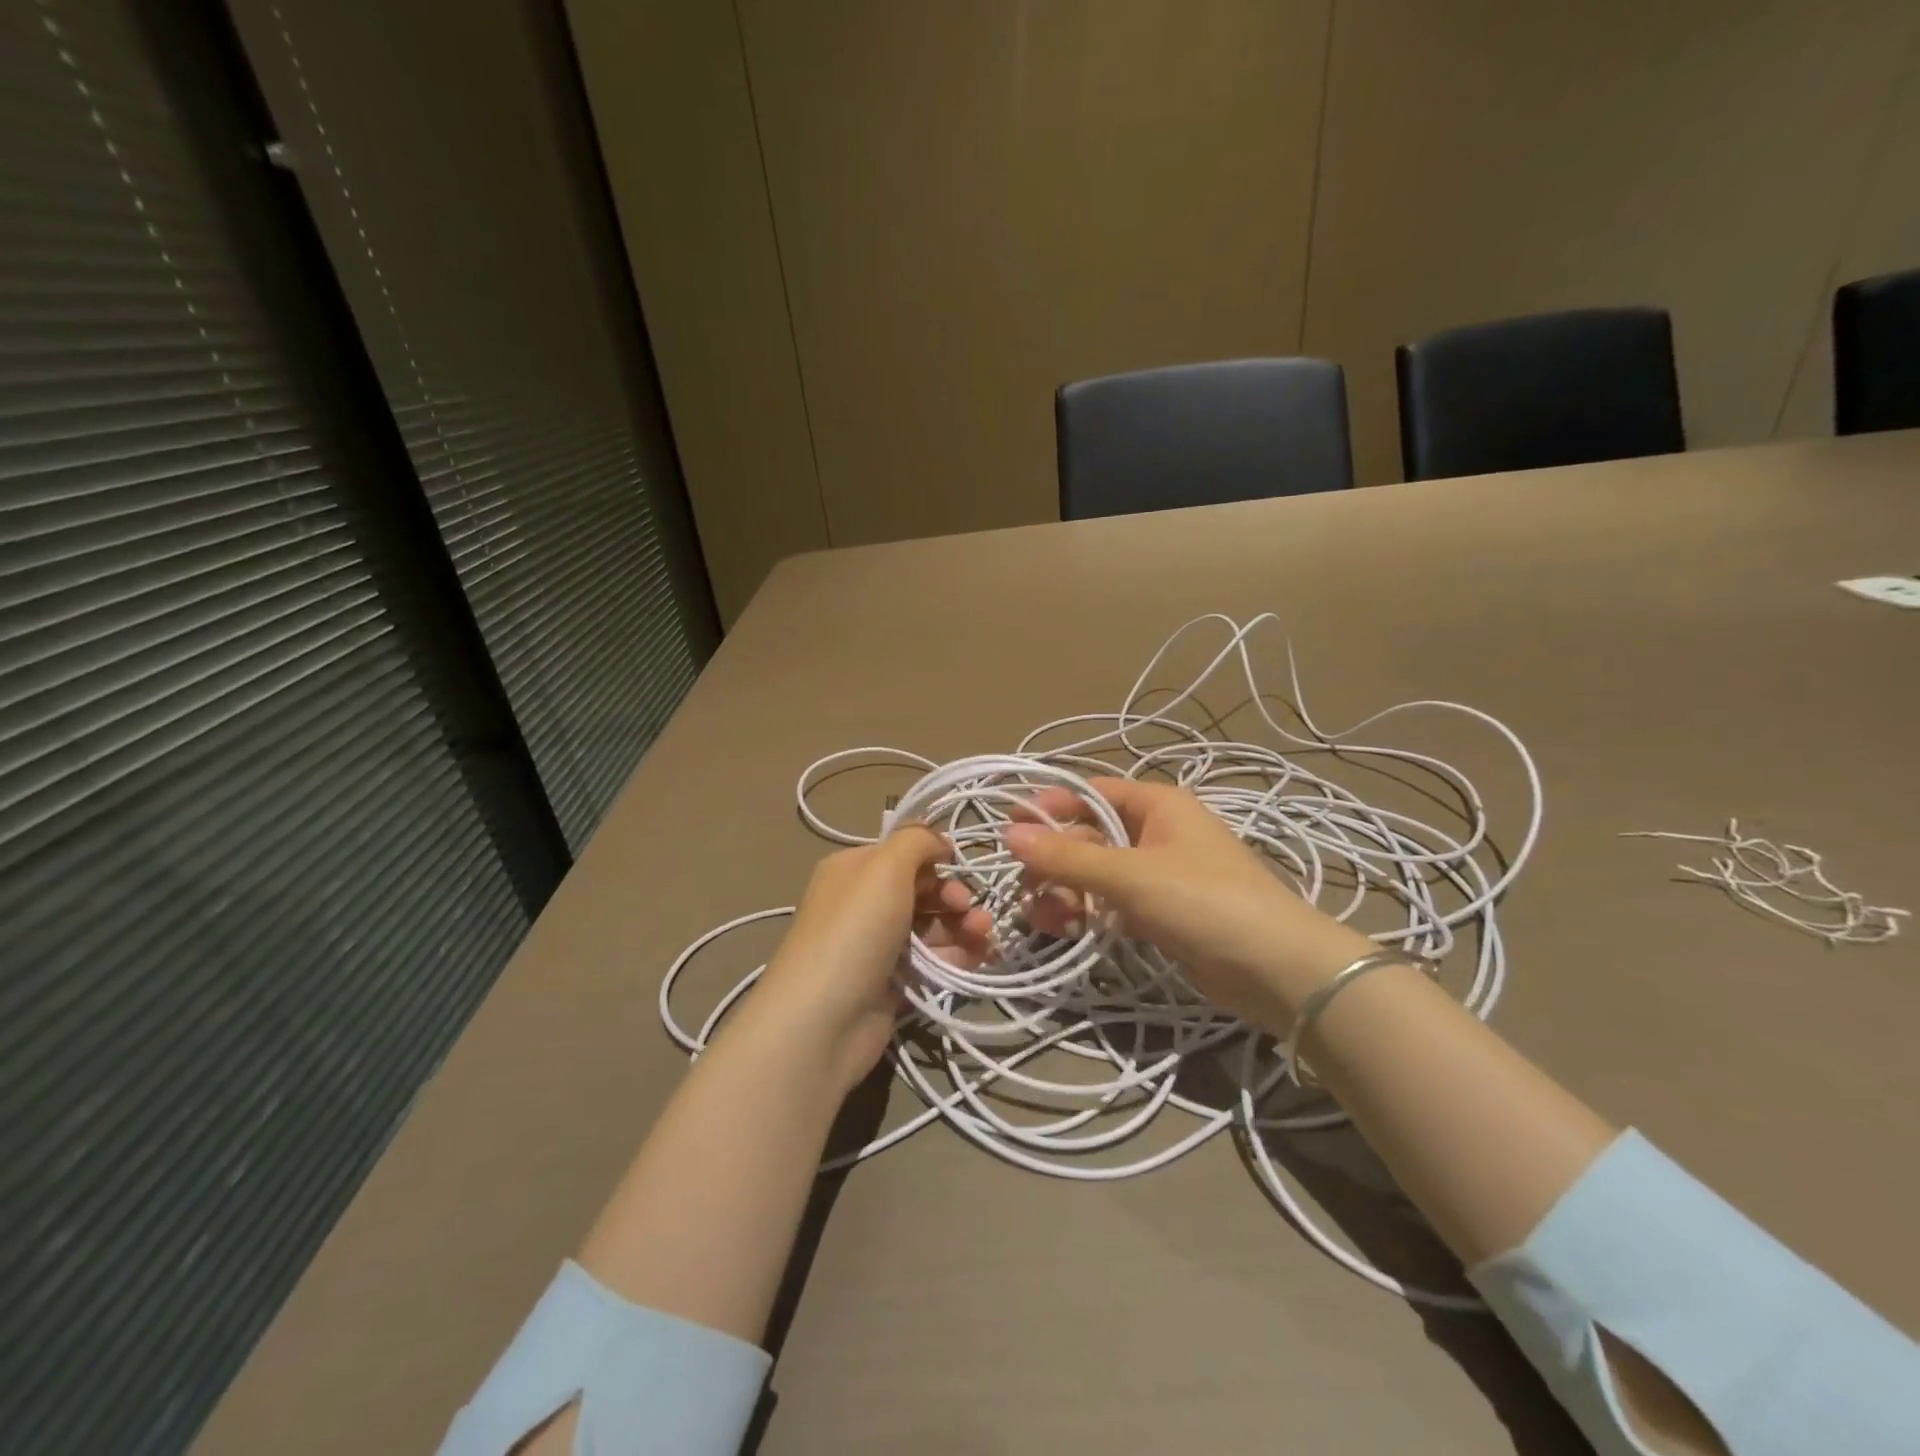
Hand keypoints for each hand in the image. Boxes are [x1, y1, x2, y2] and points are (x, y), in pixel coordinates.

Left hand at [747, 827, 990, 1092]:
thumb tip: (940, 842)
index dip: (935, 857)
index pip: (903, 851)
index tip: (958, 867)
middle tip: (969, 910)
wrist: (824, 1020)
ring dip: (963, 926)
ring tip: (983, 936)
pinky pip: (932, 961)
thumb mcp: (886, 867)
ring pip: (932, 926)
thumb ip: (917, 841)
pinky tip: (978, 958)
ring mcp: (878, 945)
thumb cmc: (855, 930)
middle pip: (922, 889)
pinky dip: (957, 956)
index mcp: (854, 869)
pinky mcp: (892, 983)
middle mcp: (863, 902)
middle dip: (953, 895)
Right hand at [1004, 778, 1372, 1029]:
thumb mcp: (1130, 874)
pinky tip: (1065, 930)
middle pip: (1089, 835)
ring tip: (1043, 917)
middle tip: (1024, 887)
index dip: (1049, 806)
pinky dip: (1087, 913)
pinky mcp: (1161, 914)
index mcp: (1156, 805)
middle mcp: (1156, 832)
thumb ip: (1068, 856)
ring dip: (1065, 891)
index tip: (1008, 828)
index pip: (1090, 792)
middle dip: (1054, 860)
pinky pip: (1111, 904)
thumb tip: (1009, 834)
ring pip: (1096, 873)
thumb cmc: (1203, 900)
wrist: (1277, 969)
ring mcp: (1159, 874)